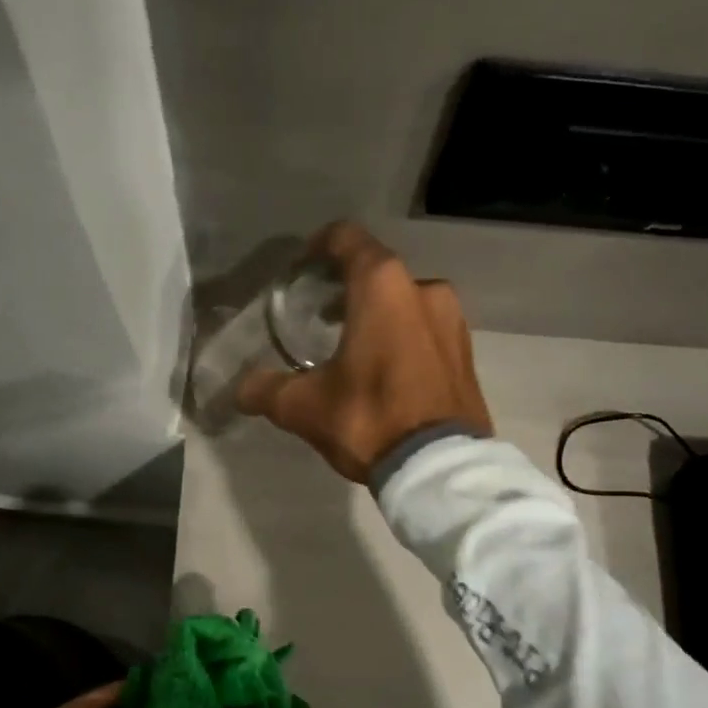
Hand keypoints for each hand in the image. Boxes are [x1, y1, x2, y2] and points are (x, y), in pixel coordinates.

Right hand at [236, 221, 492, 481]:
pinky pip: (428, 331)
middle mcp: (424, 289)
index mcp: (382, 286)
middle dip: (348, 288)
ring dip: (379, 314)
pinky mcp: (467, 352)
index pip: (346, 239)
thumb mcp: (305, 407)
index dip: (320, 246)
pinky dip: (405, 337)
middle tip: (320, 314)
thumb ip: (267, 390)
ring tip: (353, 345)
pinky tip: (387, 369)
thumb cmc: (370, 419)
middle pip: (378, 272)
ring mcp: (453, 320)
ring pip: (407, 302)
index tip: (303, 268)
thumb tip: (240, 389)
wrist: (438, 467)